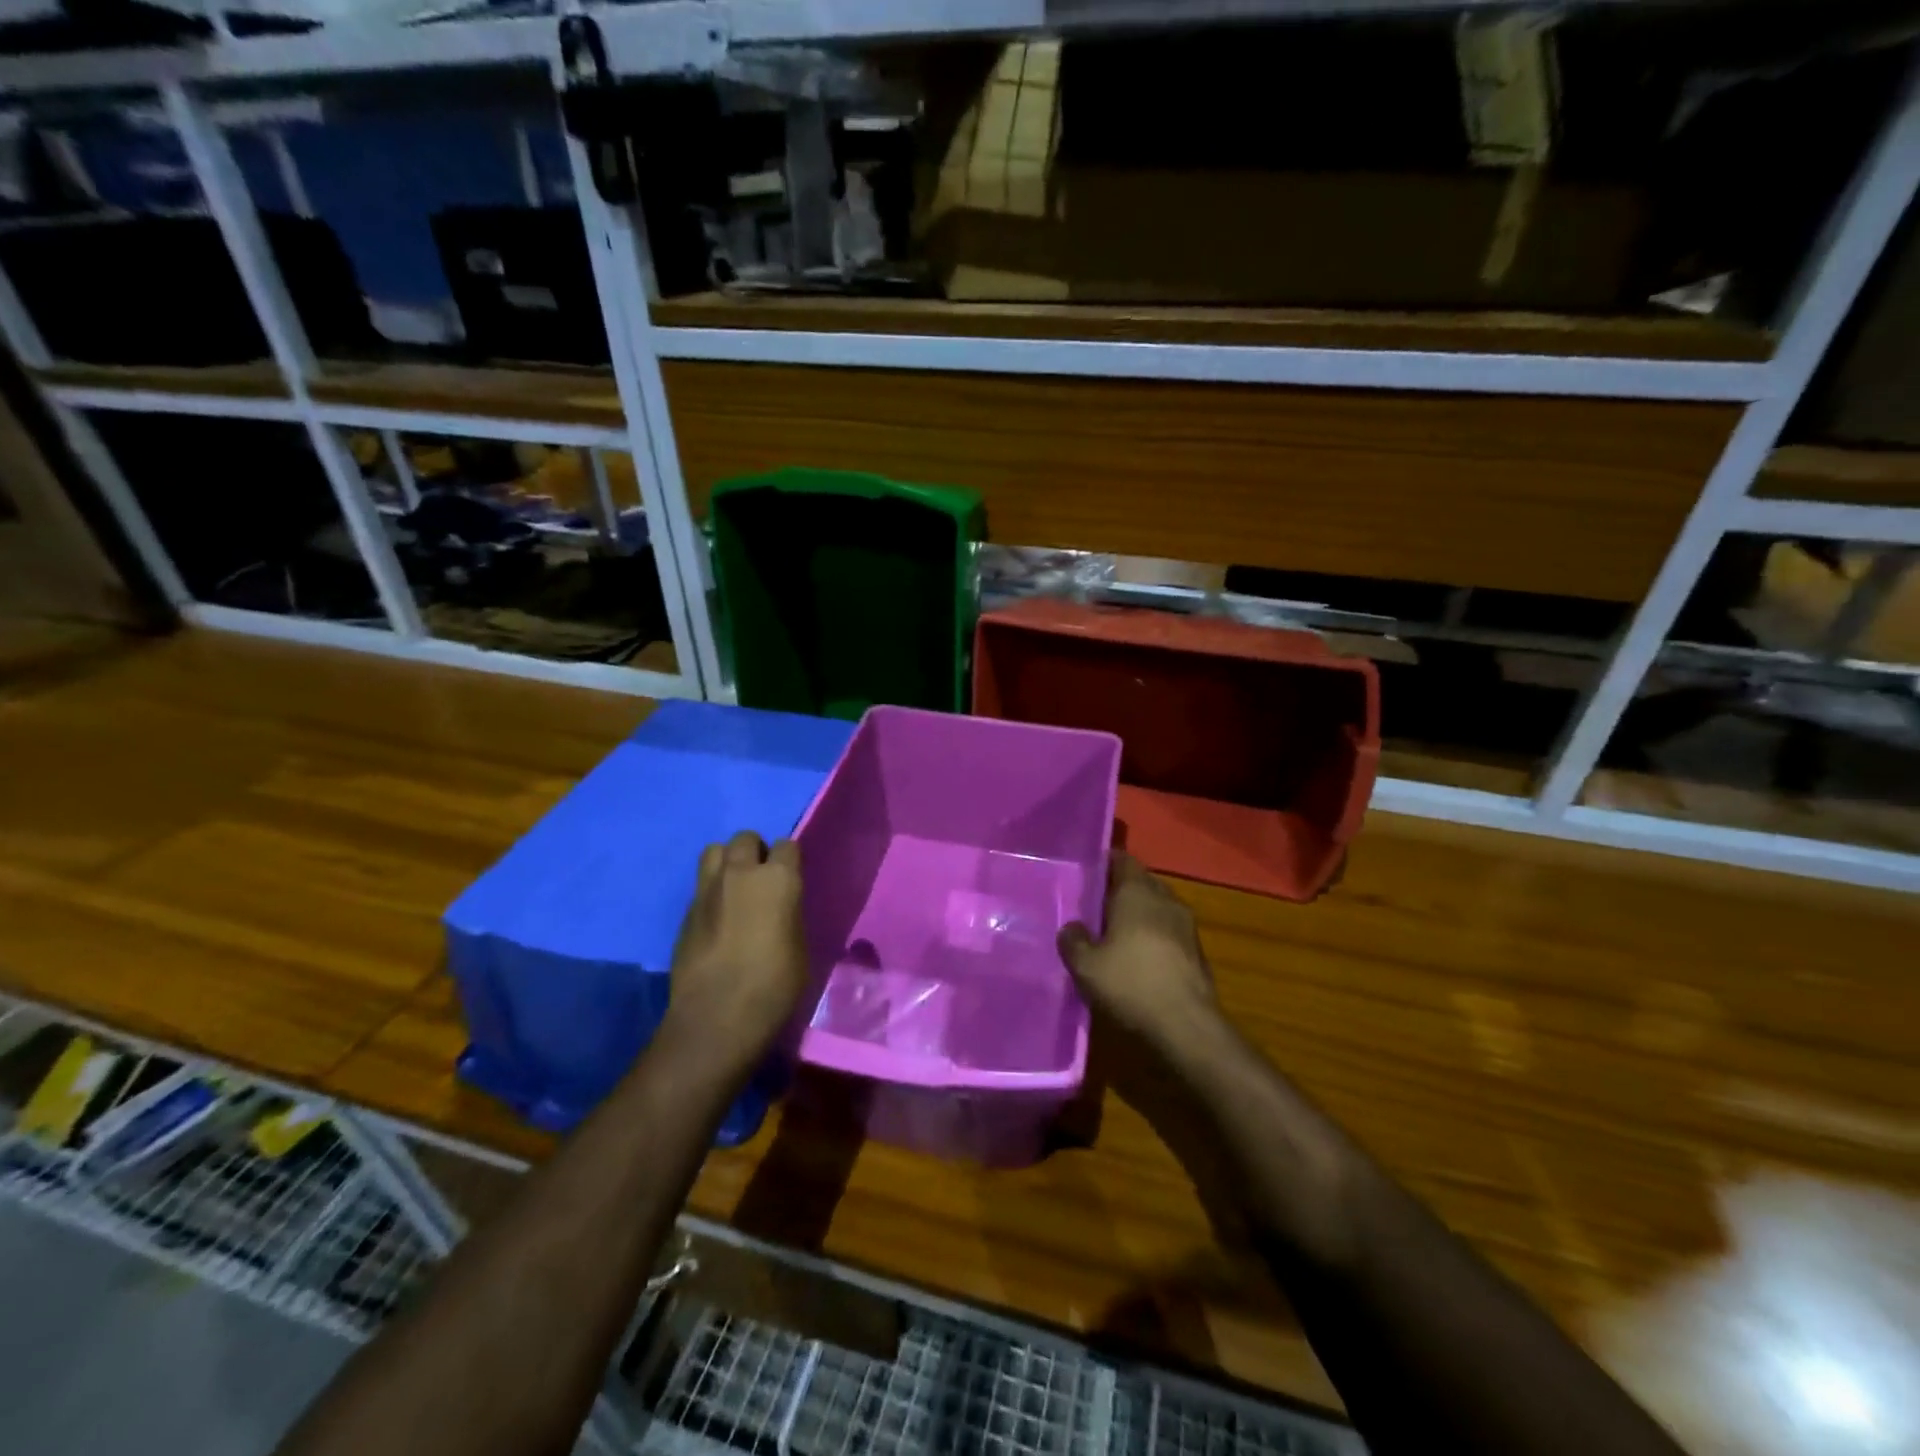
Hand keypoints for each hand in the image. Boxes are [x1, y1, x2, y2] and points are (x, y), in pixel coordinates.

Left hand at [665, 830, 808, 1068]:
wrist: (716, 1017)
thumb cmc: (774, 986)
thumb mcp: (799, 946)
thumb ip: (789, 914)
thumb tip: (782, 908)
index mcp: (778, 879)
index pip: (787, 845)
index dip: (788, 861)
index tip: (790, 879)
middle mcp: (741, 873)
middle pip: (745, 838)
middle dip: (755, 852)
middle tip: (761, 880)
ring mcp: (708, 890)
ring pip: (714, 851)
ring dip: (727, 862)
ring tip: (735, 888)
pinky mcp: (685, 912)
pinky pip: (701, 885)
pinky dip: (711, 892)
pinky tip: (717, 919)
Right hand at [1058, 853, 1219, 1047]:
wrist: (1186, 1027)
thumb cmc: (1130, 984)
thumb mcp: (1085, 966)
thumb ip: (1073, 941)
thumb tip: (1072, 927)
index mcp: (1137, 892)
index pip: (1123, 860)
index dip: (1106, 863)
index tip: (1089, 871)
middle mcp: (1166, 900)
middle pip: (1142, 883)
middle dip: (1122, 890)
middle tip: (1096, 904)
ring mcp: (1187, 926)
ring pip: (1158, 909)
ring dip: (1140, 916)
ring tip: (1116, 933)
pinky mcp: (1198, 953)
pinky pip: (1170, 933)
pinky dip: (1154, 938)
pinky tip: (1139, 958)